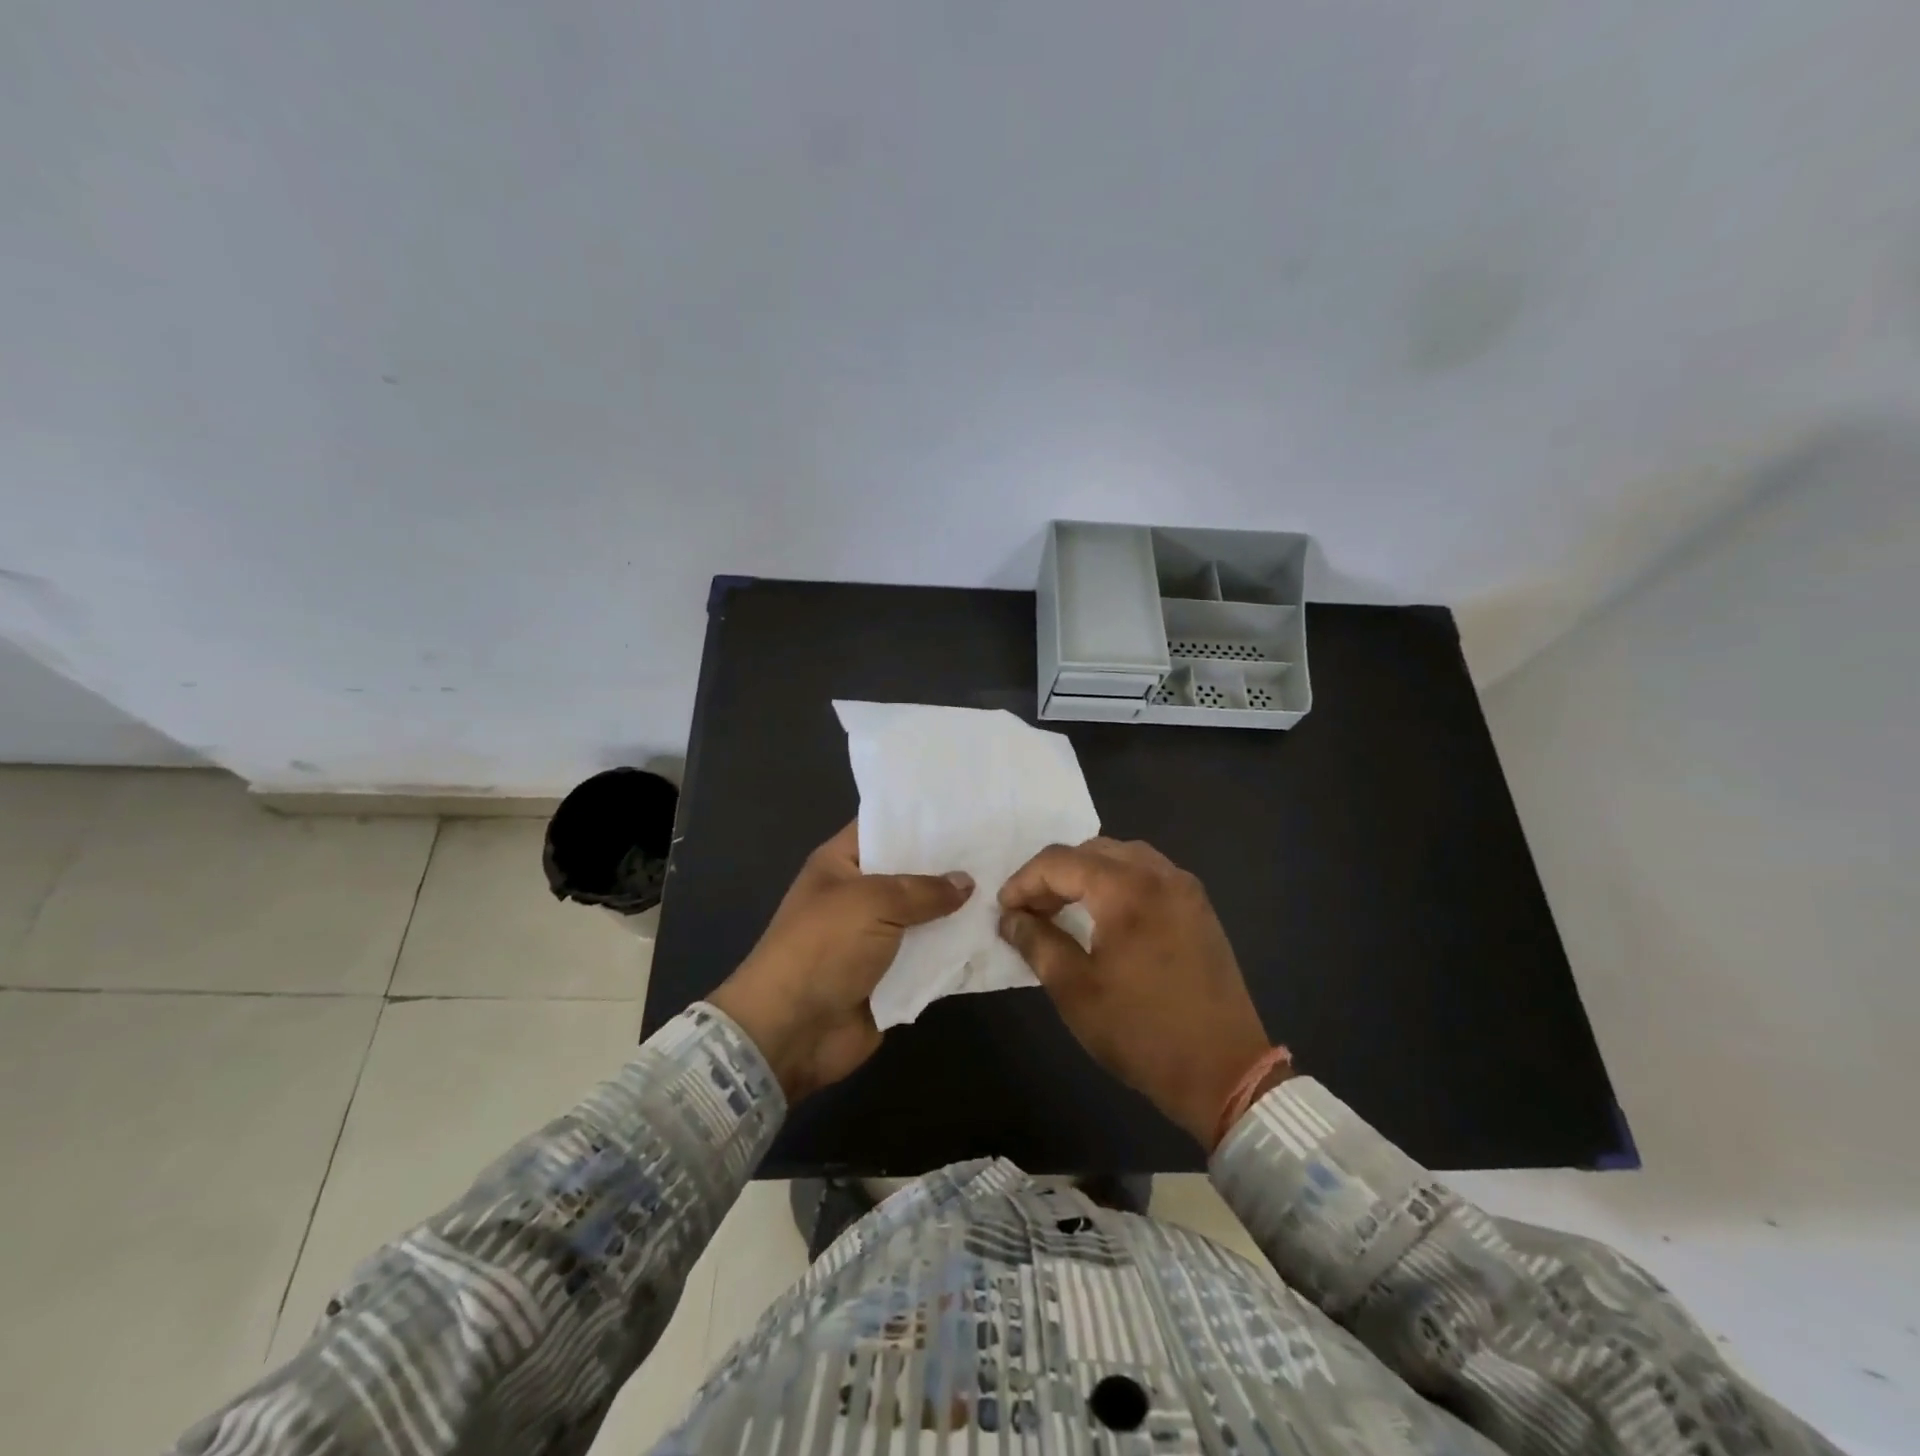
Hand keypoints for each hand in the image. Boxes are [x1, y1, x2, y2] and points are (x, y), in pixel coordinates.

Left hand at [708, 822, 972, 1101]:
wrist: (793, 1031)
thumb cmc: (823, 948)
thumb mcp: (871, 902)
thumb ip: (923, 890)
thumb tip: (966, 882)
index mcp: (841, 864)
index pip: (884, 827)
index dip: (922, 819)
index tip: (967, 808)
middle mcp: (861, 895)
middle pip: (912, 872)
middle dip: (951, 865)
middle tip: (1000, 846)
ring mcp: (878, 937)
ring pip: (927, 916)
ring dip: (960, 911)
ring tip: (1008, 888)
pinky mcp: (894, 975)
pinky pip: (932, 957)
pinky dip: (957, 951)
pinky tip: (997, 933)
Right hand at [998, 837, 1272, 1147]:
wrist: (1225, 1073)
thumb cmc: (1141, 1032)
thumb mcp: (1075, 990)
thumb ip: (1036, 942)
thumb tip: (1010, 918)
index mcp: (1127, 889)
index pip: (1060, 862)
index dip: (1023, 881)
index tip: (1004, 910)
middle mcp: (1160, 875)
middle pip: (1092, 850)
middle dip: (1054, 874)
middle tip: (1031, 910)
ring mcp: (1186, 889)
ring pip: (1123, 856)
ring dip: (1086, 873)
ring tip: (1063, 909)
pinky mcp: (1199, 908)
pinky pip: (1149, 874)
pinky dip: (1117, 882)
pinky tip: (1105, 915)